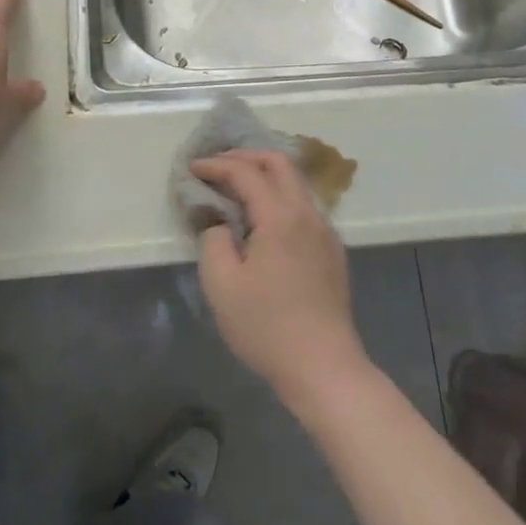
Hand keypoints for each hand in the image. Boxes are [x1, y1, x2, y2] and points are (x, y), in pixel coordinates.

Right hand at [194, 149, 368, 401]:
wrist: (324, 368)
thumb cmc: (267, 327)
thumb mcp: (222, 285)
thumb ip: (213, 241)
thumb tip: (220, 223)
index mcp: (280, 216)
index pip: (246, 172)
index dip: (217, 165)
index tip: (193, 168)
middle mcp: (307, 213)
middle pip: (279, 163)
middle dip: (245, 156)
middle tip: (217, 166)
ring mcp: (325, 231)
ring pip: (295, 183)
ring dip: (265, 175)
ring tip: (237, 187)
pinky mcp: (332, 250)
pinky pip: (304, 206)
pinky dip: (280, 197)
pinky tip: (264, 218)